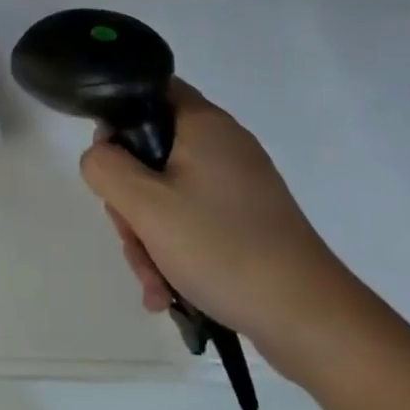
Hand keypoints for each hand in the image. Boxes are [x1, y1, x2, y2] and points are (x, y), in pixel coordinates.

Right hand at [80, 79, 360, 369]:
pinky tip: (170, 293)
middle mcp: (224, 143)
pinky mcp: (250, 220)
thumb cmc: (222, 247)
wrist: (309, 318)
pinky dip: (177, 250)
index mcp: (204, 123)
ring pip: (171, 193)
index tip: (110, 164)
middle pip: (154, 151)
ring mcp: (240, 184)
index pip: (151, 90)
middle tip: (132, 238)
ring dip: (151, 237)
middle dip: (132, 201)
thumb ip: (106, 168)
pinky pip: (196, 220)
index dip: (120, 118)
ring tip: (154, 285)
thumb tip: (99, 153)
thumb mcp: (146, 206)